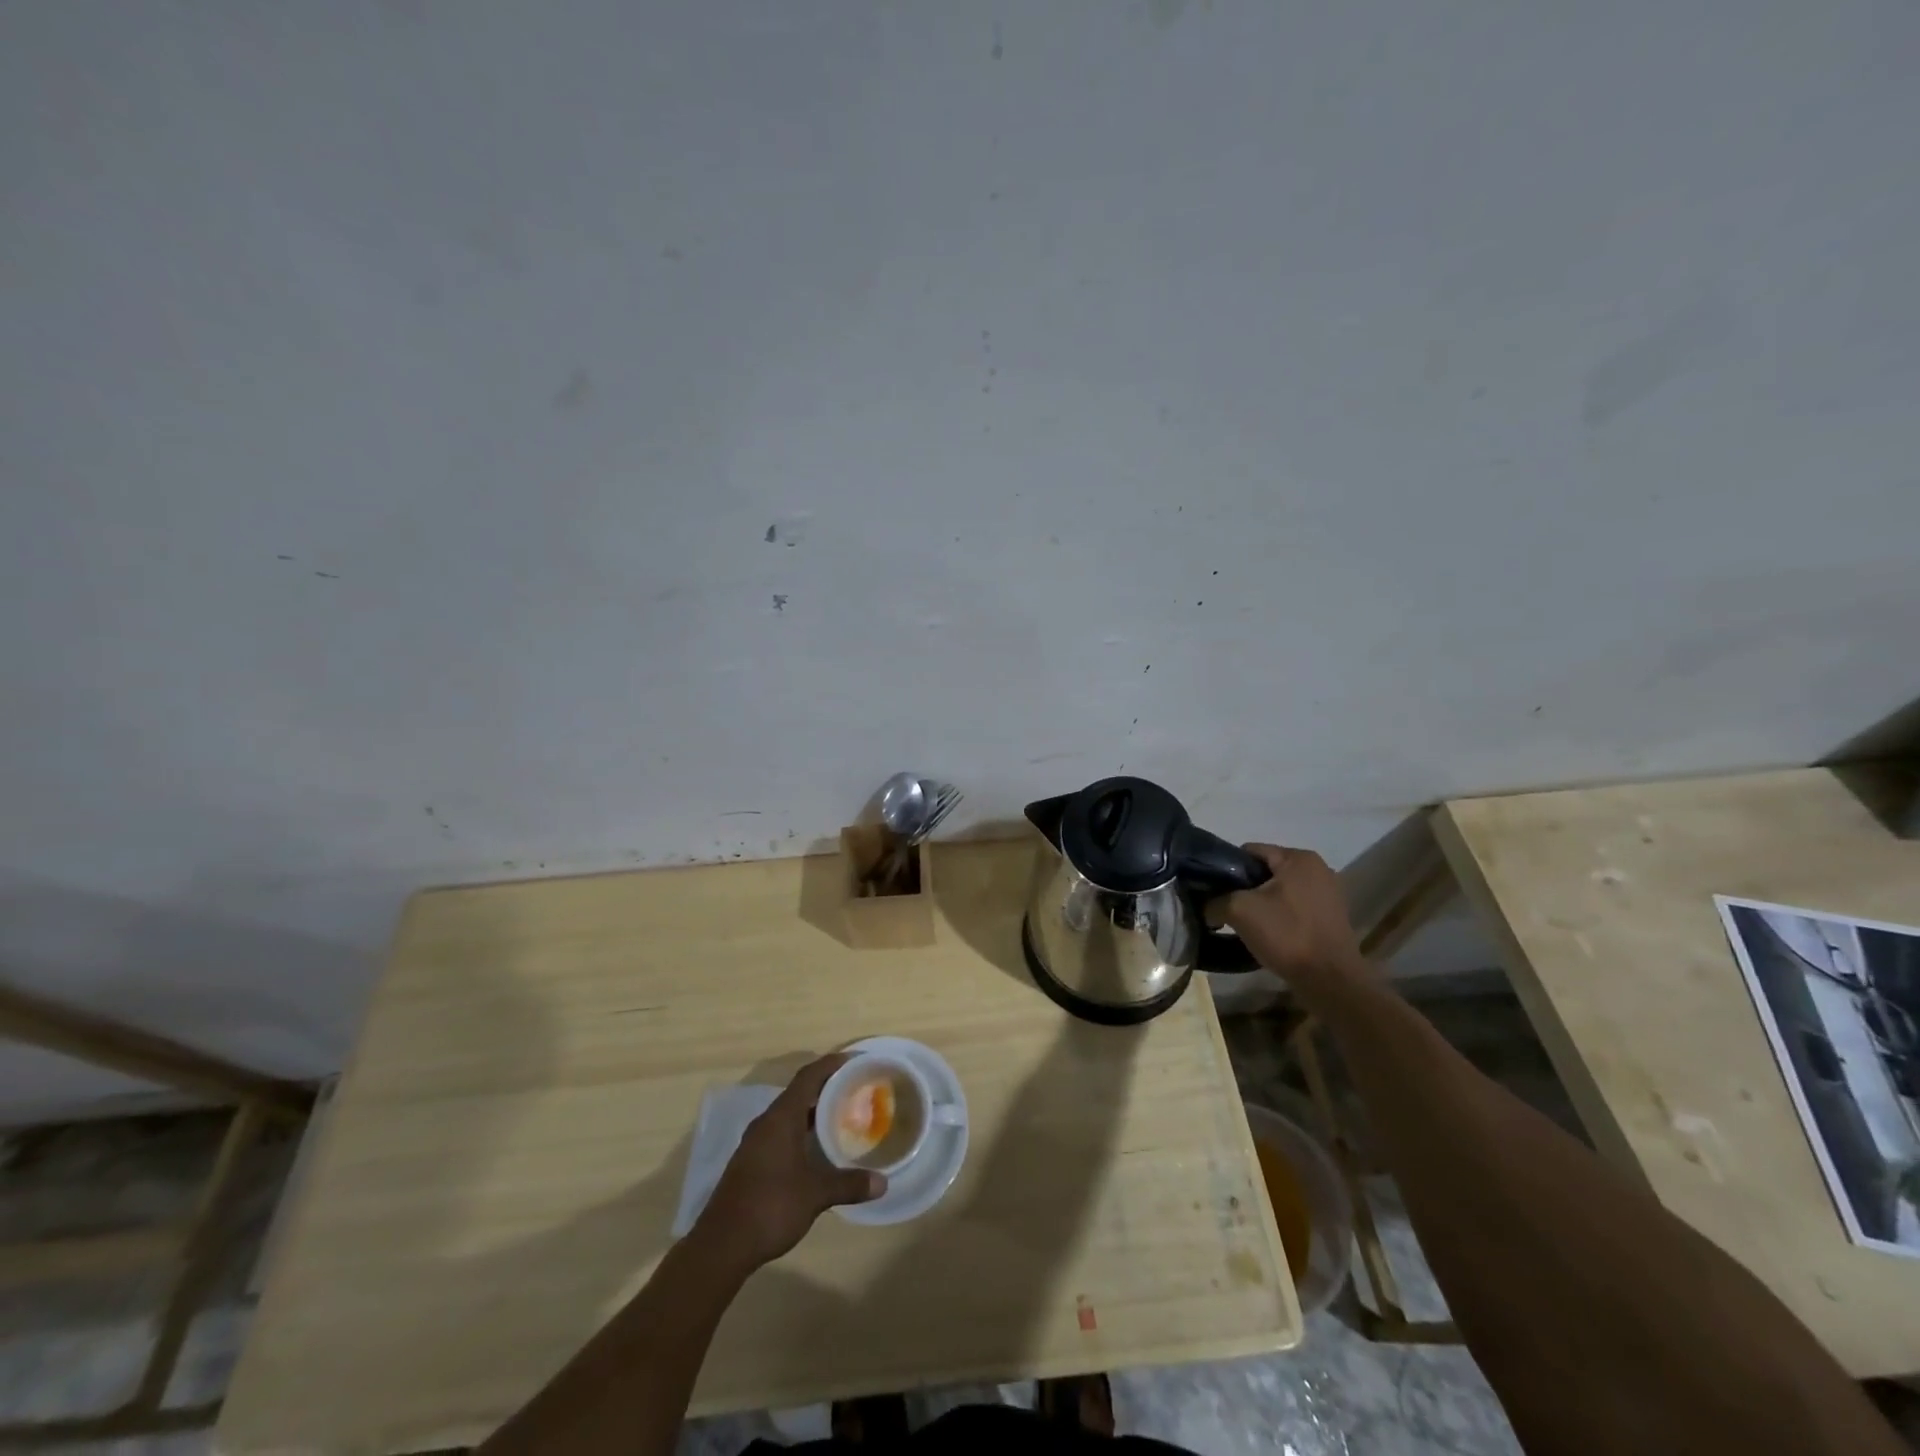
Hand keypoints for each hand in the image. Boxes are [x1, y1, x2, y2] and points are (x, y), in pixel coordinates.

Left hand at [695, 1053, 884, 1271]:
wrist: (721, 1245)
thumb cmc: (770, 1207)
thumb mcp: (815, 1195)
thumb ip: (848, 1184)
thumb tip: (883, 1183)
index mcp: (781, 1118)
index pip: (808, 1076)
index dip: (831, 1064)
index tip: (855, 1061)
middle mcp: (766, 1123)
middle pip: (798, 1092)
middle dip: (825, 1087)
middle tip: (854, 1089)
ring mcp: (755, 1143)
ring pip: (788, 1114)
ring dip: (812, 1111)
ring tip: (840, 1116)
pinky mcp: (750, 1162)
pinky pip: (780, 1133)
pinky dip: (800, 1131)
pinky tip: (816, 1149)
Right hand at [1218, 843, 1365, 989]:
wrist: (1330, 981)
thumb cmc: (1287, 935)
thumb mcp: (1239, 911)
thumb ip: (1215, 901)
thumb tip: (1206, 907)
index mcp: (1299, 858)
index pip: (1250, 851)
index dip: (1227, 868)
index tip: (1214, 891)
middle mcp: (1318, 869)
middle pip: (1265, 871)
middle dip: (1245, 888)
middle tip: (1227, 909)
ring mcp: (1328, 894)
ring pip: (1279, 892)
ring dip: (1261, 904)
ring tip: (1245, 924)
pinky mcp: (1331, 918)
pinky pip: (1294, 909)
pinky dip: (1279, 917)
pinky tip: (1268, 935)